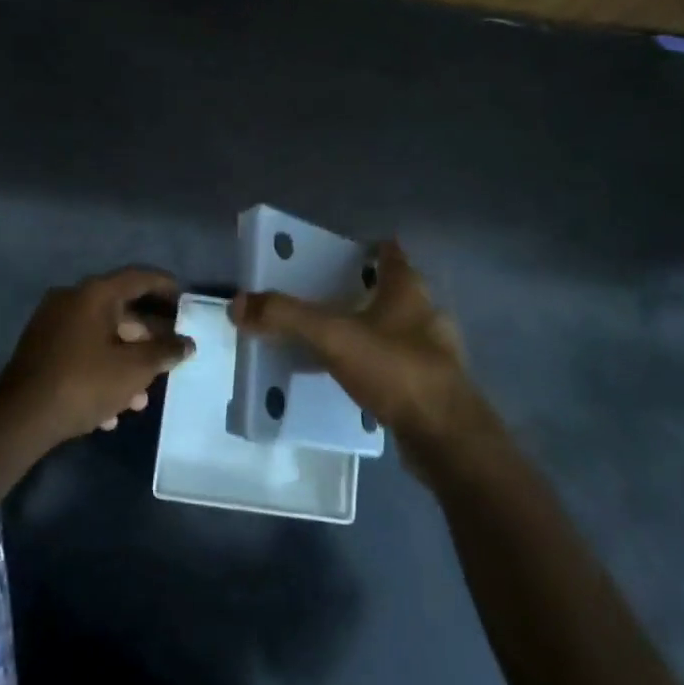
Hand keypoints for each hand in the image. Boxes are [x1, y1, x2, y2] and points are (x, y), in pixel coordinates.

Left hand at [0, 267, 196, 447]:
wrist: (20, 418)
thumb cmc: (84, 383)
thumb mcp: (134, 369)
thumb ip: (165, 351)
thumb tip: (186, 343)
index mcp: (94, 294)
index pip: (138, 278)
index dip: (165, 286)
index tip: (185, 299)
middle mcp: (71, 300)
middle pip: (120, 311)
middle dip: (147, 339)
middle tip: (170, 357)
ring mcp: (52, 325)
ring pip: (101, 338)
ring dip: (125, 364)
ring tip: (142, 399)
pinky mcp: (40, 351)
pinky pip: (81, 355)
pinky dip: (100, 374)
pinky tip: (112, 410)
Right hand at [230, 241, 484, 454]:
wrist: (446, 436)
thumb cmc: (395, 369)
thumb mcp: (333, 337)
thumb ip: (286, 317)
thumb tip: (237, 303)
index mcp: (408, 291)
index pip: (391, 254)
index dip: (372, 247)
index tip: (348, 249)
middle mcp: (426, 315)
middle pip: (396, 291)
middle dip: (368, 290)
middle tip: (331, 294)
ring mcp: (434, 353)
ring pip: (399, 330)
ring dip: (373, 329)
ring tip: (337, 338)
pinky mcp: (433, 387)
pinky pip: (398, 365)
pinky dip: (378, 365)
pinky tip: (356, 378)